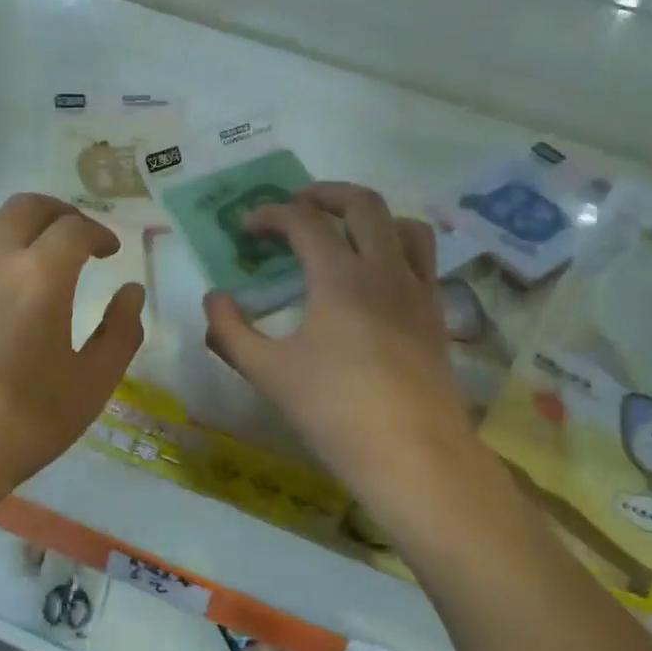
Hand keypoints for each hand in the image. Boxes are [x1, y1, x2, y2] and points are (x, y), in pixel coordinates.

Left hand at [0, 194, 145, 547]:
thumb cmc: (19, 425)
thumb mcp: (91, 386)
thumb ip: (121, 332)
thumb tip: (131, 292)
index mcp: (40, 274)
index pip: (76, 228)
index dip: (99, 233)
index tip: (109, 251)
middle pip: (26, 207)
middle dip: (58, 214)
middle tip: (74, 236)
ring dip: (13, 233)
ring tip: (24, 263)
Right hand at [203, 182, 477, 504]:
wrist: (414, 456)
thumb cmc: (334, 413)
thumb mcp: (268, 374)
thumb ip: (231, 331)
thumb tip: (214, 299)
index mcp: (340, 276)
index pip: (303, 221)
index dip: (270, 215)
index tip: (248, 227)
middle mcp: (384, 269)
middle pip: (362, 203)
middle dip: (324, 193)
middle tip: (296, 204)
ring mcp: (418, 290)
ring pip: (403, 224)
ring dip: (370, 216)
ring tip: (344, 232)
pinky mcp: (437, 314)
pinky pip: (423, 260)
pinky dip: (396, 248)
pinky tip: (376, 279)